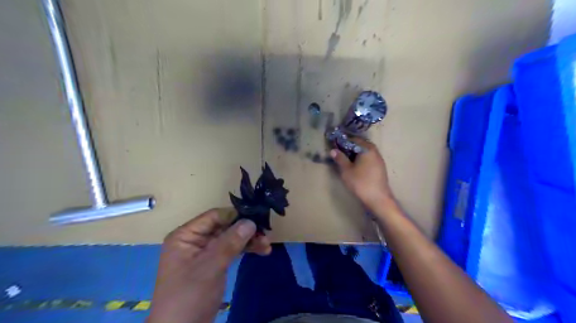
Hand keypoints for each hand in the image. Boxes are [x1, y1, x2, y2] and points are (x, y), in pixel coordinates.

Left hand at [146, 208, 270, 321]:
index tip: (258, 219)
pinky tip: (260, 251)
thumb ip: (230, 242)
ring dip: (249, 240)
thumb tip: (251, 221)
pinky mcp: (214, 263)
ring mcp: (205, 252)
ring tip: (267, 246)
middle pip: (225, 226)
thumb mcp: (210, 267)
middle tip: (266, 235)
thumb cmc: (190, 296)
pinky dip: (245, 250)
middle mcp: (196, 240)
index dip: (236, 216)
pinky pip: (231, 250)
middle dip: (246, 230)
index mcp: (187, 235)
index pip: (215, 216)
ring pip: (231, 238)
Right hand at [331, 138, 393, 209]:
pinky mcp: (380, 167)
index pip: (354, 139)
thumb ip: (340, 158)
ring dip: (355, 154)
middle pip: (360, 145)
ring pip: (365, 152)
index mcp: (367, 149)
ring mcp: (379, 159)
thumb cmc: (360, 182)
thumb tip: (333, 150)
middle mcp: (375, 151)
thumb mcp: (346, 170)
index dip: (344, 142)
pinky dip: (361, 159)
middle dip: (349, 148)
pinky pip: (369, 158)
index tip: (335, 146)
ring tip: (346, 160)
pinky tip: (355, 167)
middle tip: (339, 153)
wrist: (377, 198)